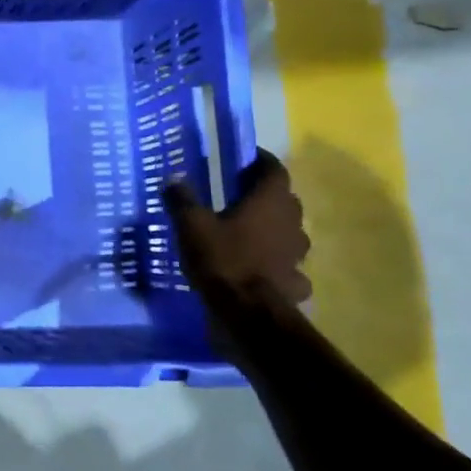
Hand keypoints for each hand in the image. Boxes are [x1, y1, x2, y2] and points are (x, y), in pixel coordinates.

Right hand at [167, 150, 311, 307]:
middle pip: (285, 200)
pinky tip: (263, 269)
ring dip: (275, 228)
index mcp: (269, 202)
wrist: (248, 312)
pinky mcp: (295, 281)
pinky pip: (290, 266)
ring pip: (291, 232)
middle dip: (266, 195)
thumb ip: (182, 200)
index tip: (247, 158)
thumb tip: (173, 179)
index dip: (262, 161)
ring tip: (251, 232)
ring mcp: (297, 254)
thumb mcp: (191, 225)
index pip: (275, 170)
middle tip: (241, 195)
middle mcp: (291, 223)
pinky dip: (279, 263)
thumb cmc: (222, 259)